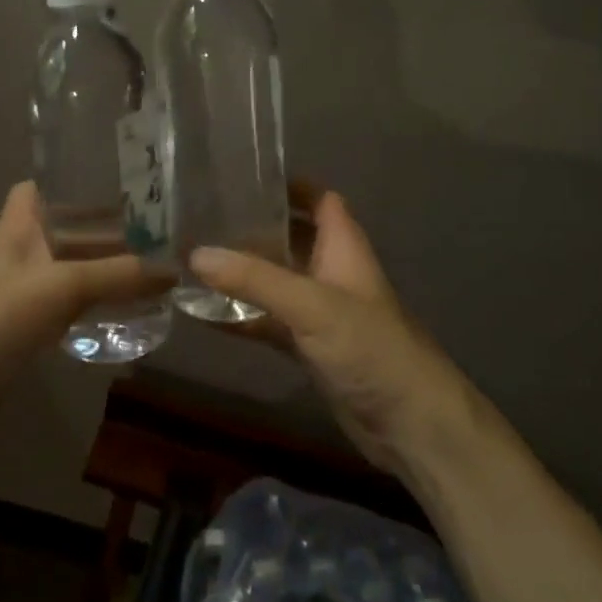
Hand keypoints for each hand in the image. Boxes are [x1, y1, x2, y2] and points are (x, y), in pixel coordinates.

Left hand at [0, 182, 171, 427]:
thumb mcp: (61, 287)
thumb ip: (117, 275)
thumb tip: (173, 269)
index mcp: (18, 226)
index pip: (39, 187)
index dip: (71, 181)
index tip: (117, 183)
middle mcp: (20, 253)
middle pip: (66, 230)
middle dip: (106, 230)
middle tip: (159, 231)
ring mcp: (21, 293)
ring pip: (71, 270)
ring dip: (106, 270)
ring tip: (157, 270)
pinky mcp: (26, 329)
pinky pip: (69, 307)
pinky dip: (96, 305)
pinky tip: (130, 312)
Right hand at [189, 189, 494, 479]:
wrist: (410, 424)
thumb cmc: (370, 348)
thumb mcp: (311, 305)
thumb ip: (254, 279)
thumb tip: (194, 253)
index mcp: (343, 247)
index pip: (320, 200)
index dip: (289, 186)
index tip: (242, 177)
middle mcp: (331, 272)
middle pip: (291, 237)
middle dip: (253, 226)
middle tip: (202, 216)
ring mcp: (320, 311)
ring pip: (276, 280)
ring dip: (242, 272)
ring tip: (192, 257)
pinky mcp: (309, 346)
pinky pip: (269, 321)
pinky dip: (241, 316)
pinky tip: (203, 313)